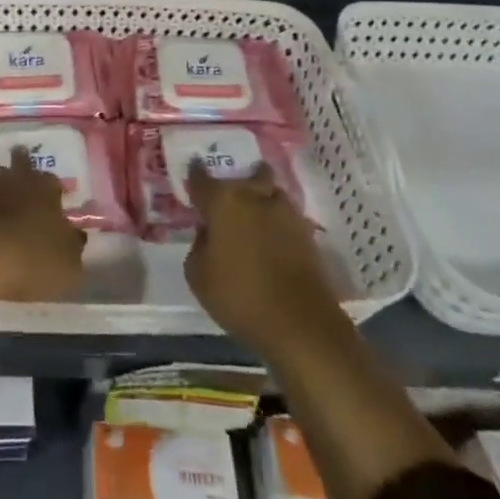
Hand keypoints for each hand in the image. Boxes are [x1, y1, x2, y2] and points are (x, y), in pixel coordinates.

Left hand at [0, 150, 85, 361]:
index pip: (53, 182)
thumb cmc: (32, 260)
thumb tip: (73, 237)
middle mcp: (16, 180)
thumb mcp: (68, 267)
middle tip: (23, 188)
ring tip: (0, 209)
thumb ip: (72, 249)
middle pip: (20, 168)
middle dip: (22, 175)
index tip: (53, 205)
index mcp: (46, 190)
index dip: (53, 193)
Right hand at [184, 161, 344, 362]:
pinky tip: (271, 238)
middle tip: (229, 199)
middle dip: (238, 182)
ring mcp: (285, 212)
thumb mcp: (197, 275)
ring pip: (271, 192)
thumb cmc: (239, 296)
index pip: (201, 177)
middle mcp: (254, 196)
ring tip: (254, 217)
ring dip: (262, 199)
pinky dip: (277, 222)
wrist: (300, 323)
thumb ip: (199, 244)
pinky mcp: (306, 232)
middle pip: (247, 175)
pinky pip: (286, 216)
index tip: (192, 178)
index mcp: (223, 201)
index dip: (195, 176)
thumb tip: (209, 232)